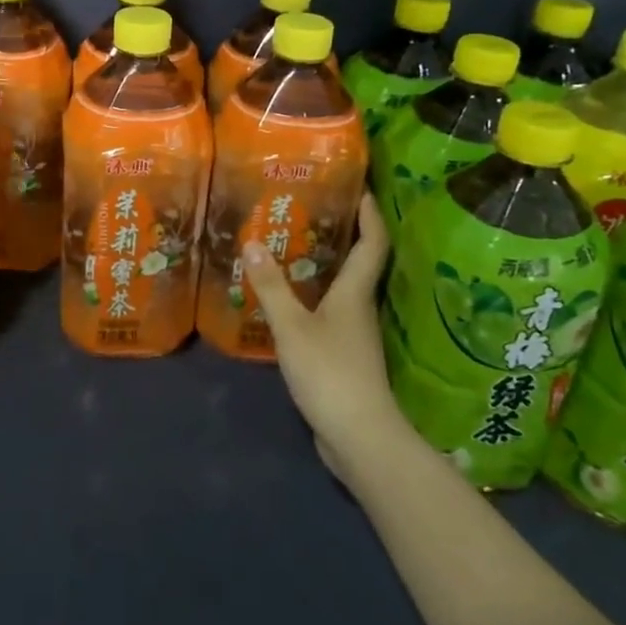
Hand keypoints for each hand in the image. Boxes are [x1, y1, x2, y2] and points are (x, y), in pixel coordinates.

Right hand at [241, 193, 413, 474]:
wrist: (359, 437)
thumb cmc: (330, 373)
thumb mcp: (292, 327)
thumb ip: (271, 287)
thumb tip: (252, 243)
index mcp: (355, 293)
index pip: (373, 243)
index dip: (370, 213)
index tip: (361, 187)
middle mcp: (360, 307)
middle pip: (360, 262)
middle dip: (344, 233)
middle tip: (313, 209)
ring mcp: (355, 335)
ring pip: (344, 289)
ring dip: (326, 266)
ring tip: (294, 246)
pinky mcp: (346, 357)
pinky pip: (331, 313)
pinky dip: (315, 297)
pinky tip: (291, 299)